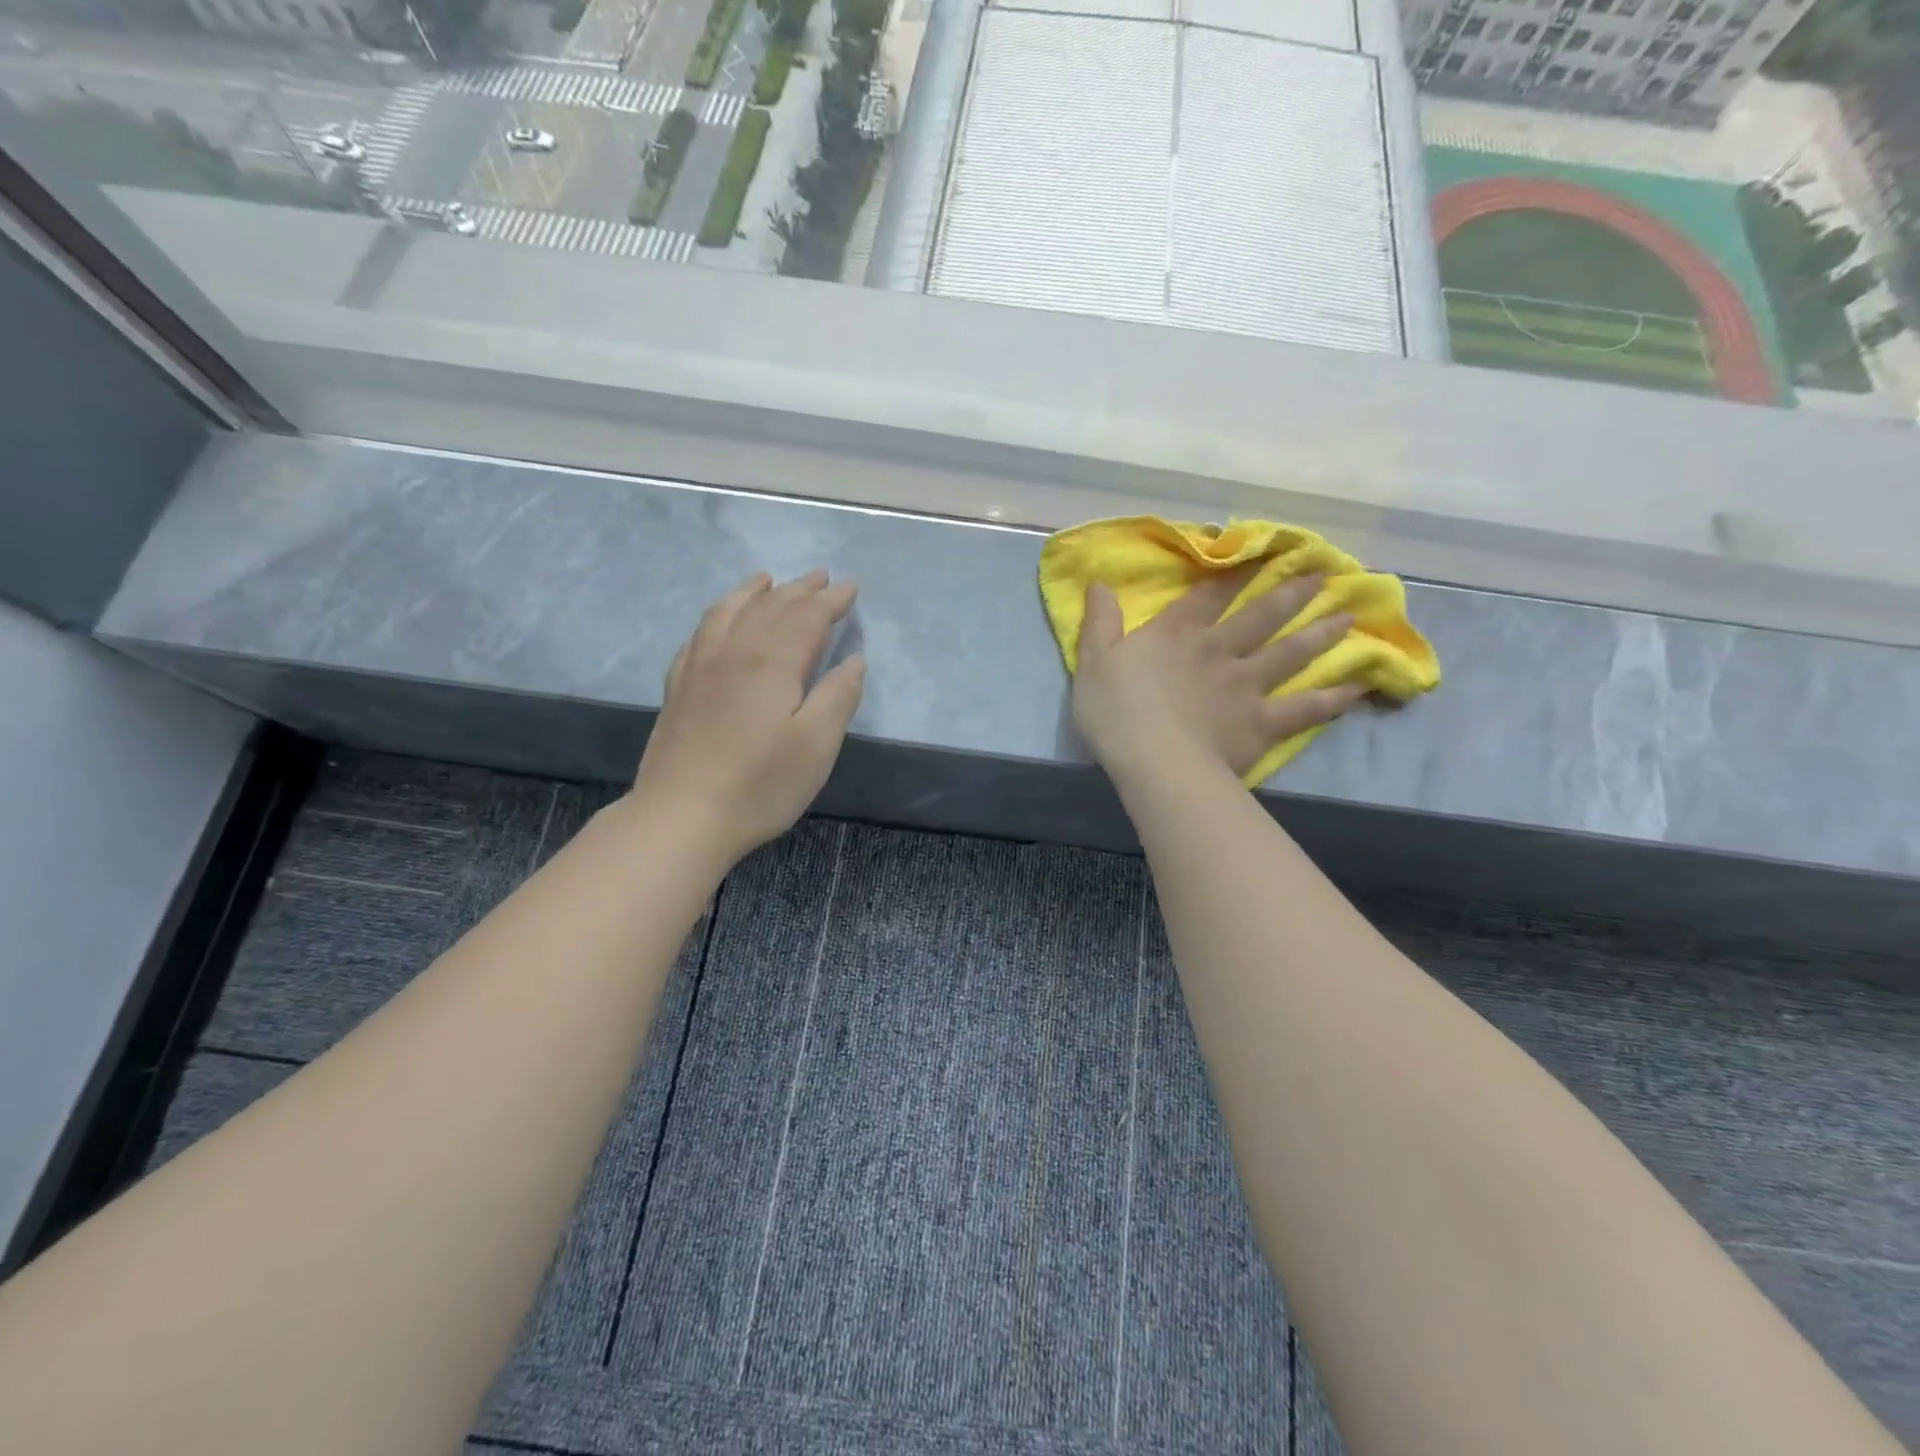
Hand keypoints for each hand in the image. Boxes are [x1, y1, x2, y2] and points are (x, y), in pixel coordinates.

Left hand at [630, 570, 864, 859]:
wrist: (682, 816)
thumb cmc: (761, 784)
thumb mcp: (817, 745)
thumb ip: (838, 697)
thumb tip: (853, 661)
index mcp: (772, 662)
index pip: (807, 617)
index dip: (831, 601)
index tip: (850, 588)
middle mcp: (734, 651)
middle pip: (769, 607)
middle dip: (799, 589)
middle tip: (820, 577)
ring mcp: (700, 667)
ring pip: (729, 611)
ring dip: (753, 592)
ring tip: (767, 580)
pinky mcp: (679, 687)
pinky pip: (699, 634)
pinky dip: (717, 615)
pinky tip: (720, 621)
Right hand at [1072, 569, 1363, 788]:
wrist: (1155, 762)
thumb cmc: (1116, 712)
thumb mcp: (1093, 661)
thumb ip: (1100, 622)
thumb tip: (1099, 583)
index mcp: (1177, 634)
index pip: (1208, 594)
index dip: (1234, 571)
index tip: (1262, 551)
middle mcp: (1218, 650)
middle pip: (1261, 616)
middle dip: (1290, 592)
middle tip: (1324, 573)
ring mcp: (1246, 686)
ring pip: (1289, 653)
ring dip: (1319, 633)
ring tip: (1348, 617)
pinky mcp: (1262, 723)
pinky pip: (1304, 708)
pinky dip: (1333, 698)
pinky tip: (1357, 687)